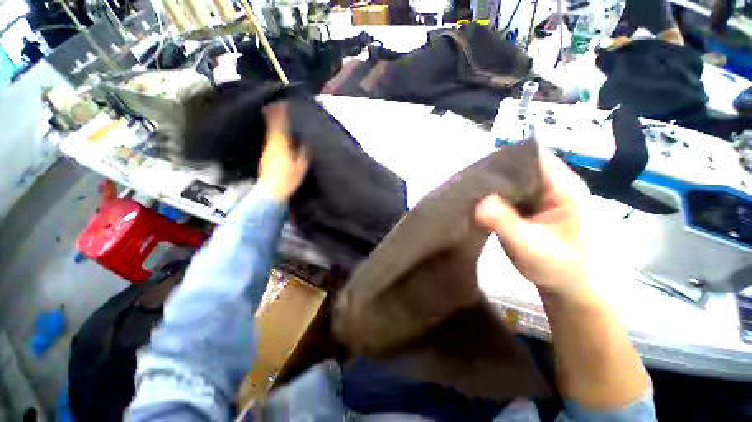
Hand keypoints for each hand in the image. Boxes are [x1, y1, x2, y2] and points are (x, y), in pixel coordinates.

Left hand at [258, 102, 308, 200]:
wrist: (271, 190)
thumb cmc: (288, 178)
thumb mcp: (301, 166)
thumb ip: (304, 152)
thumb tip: (306, 142)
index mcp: (282, 144)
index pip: (281, 125)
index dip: (281, 114)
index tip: (282, 104)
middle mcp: (272, 144)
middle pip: (272, 126)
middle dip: (273, 115)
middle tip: (275, 105)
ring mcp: (267, 150)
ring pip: (270, 133)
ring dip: (272, 123)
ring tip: (274, 115)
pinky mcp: (265, 156)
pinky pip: (269, 140)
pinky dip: (271, 133)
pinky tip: (275, 134)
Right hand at [475, 148, 591, 301]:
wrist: (575, 288)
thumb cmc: (561, 269)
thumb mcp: (529, 247)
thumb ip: (504, 223)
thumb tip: (477, 201)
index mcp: (563, 187)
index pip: (532, 156)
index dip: (504, 159)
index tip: (477, 171)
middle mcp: (555, 184)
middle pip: (520, 165)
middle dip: (494, 173)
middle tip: (468, 184)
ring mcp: (545, 194)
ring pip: (514, 178)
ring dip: (493, 185)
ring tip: (470, 192)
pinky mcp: (536, 204)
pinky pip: (513, 192)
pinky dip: (496, 195)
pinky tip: (481, 203)